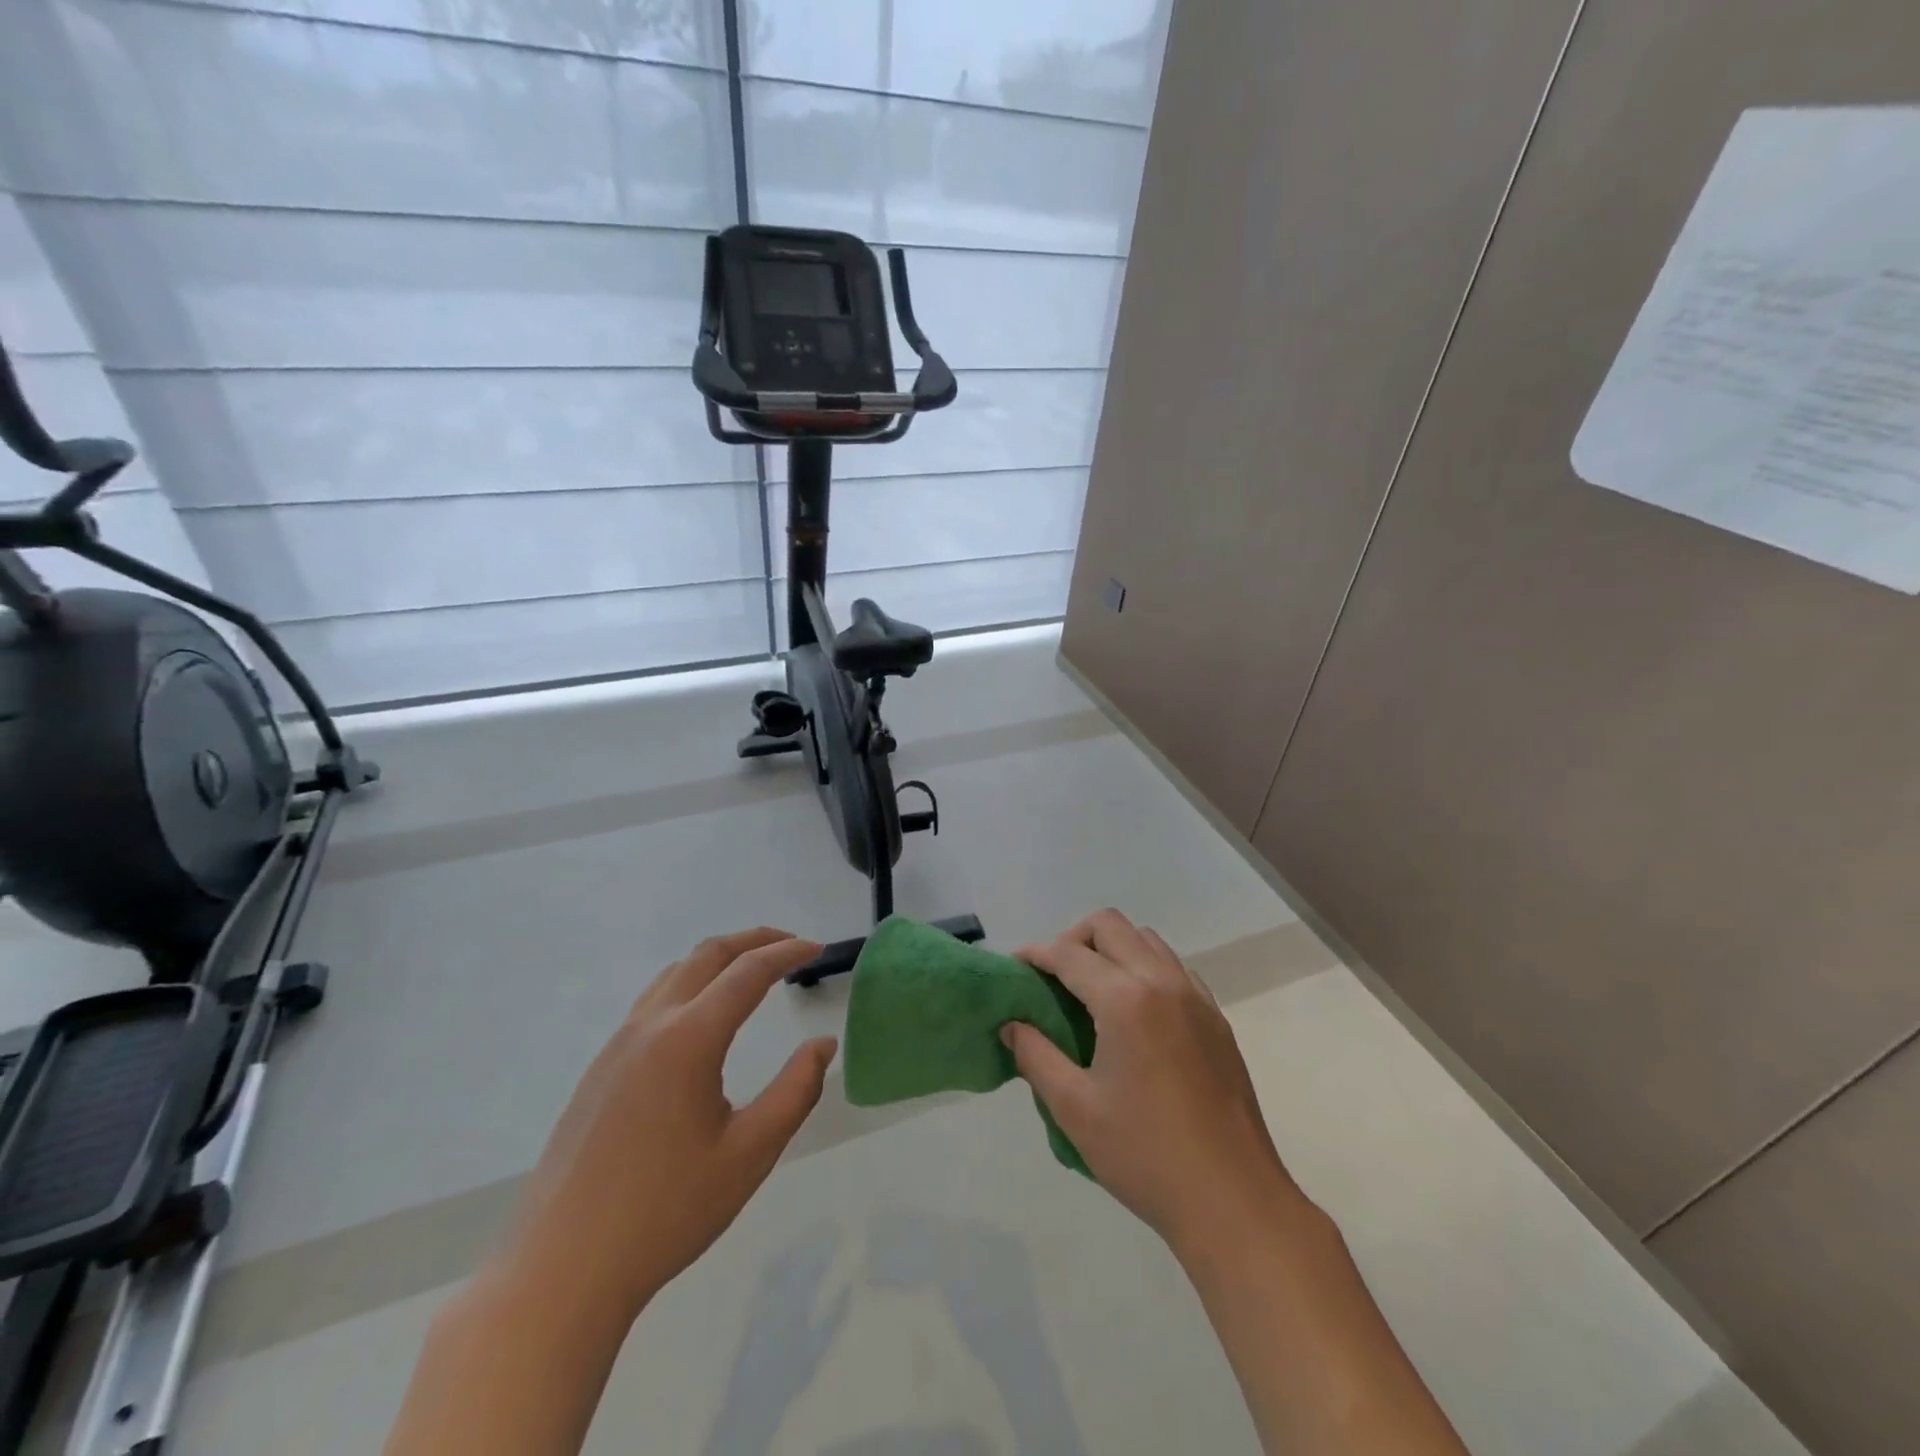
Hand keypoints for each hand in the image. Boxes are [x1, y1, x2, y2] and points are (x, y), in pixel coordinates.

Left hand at [501, 928, 837, 1322]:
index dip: (787, 953)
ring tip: (752, 972)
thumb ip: (796, 1091)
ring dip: (719, 959)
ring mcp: (617, 1046)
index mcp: (689, 1039)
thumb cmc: (666, 1213)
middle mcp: (650, 1026)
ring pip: (675, 974)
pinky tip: (703, 1018)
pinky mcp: (599, 1070)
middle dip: (753, 940)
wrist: (561, 1272)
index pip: (748, 972)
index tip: (818, 948)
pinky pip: (652, 1001)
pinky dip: (691, 984)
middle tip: (791, 946)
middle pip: (707, 955)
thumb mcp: (750, 1154)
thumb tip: (822, 1045)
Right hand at [1005, 910, 1306, 1261]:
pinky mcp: (1216, 1019)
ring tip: (1091, 992)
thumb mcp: (1074, 1108)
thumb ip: (1035, 1055)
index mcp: (1126, 1000)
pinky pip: (1173, 968)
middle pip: (1111, 925)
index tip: (1015, 967)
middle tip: (1053, 978)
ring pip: (1146, 940)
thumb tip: (1011, 1024)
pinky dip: (1144, 970)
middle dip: (1073, 939)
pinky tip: (1134, 1015)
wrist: (1234, 1201)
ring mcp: (1196, 997)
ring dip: (1112, 950)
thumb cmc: (1145, 1155)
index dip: (1036, 954)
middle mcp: (1163, 982)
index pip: (1069, 953)